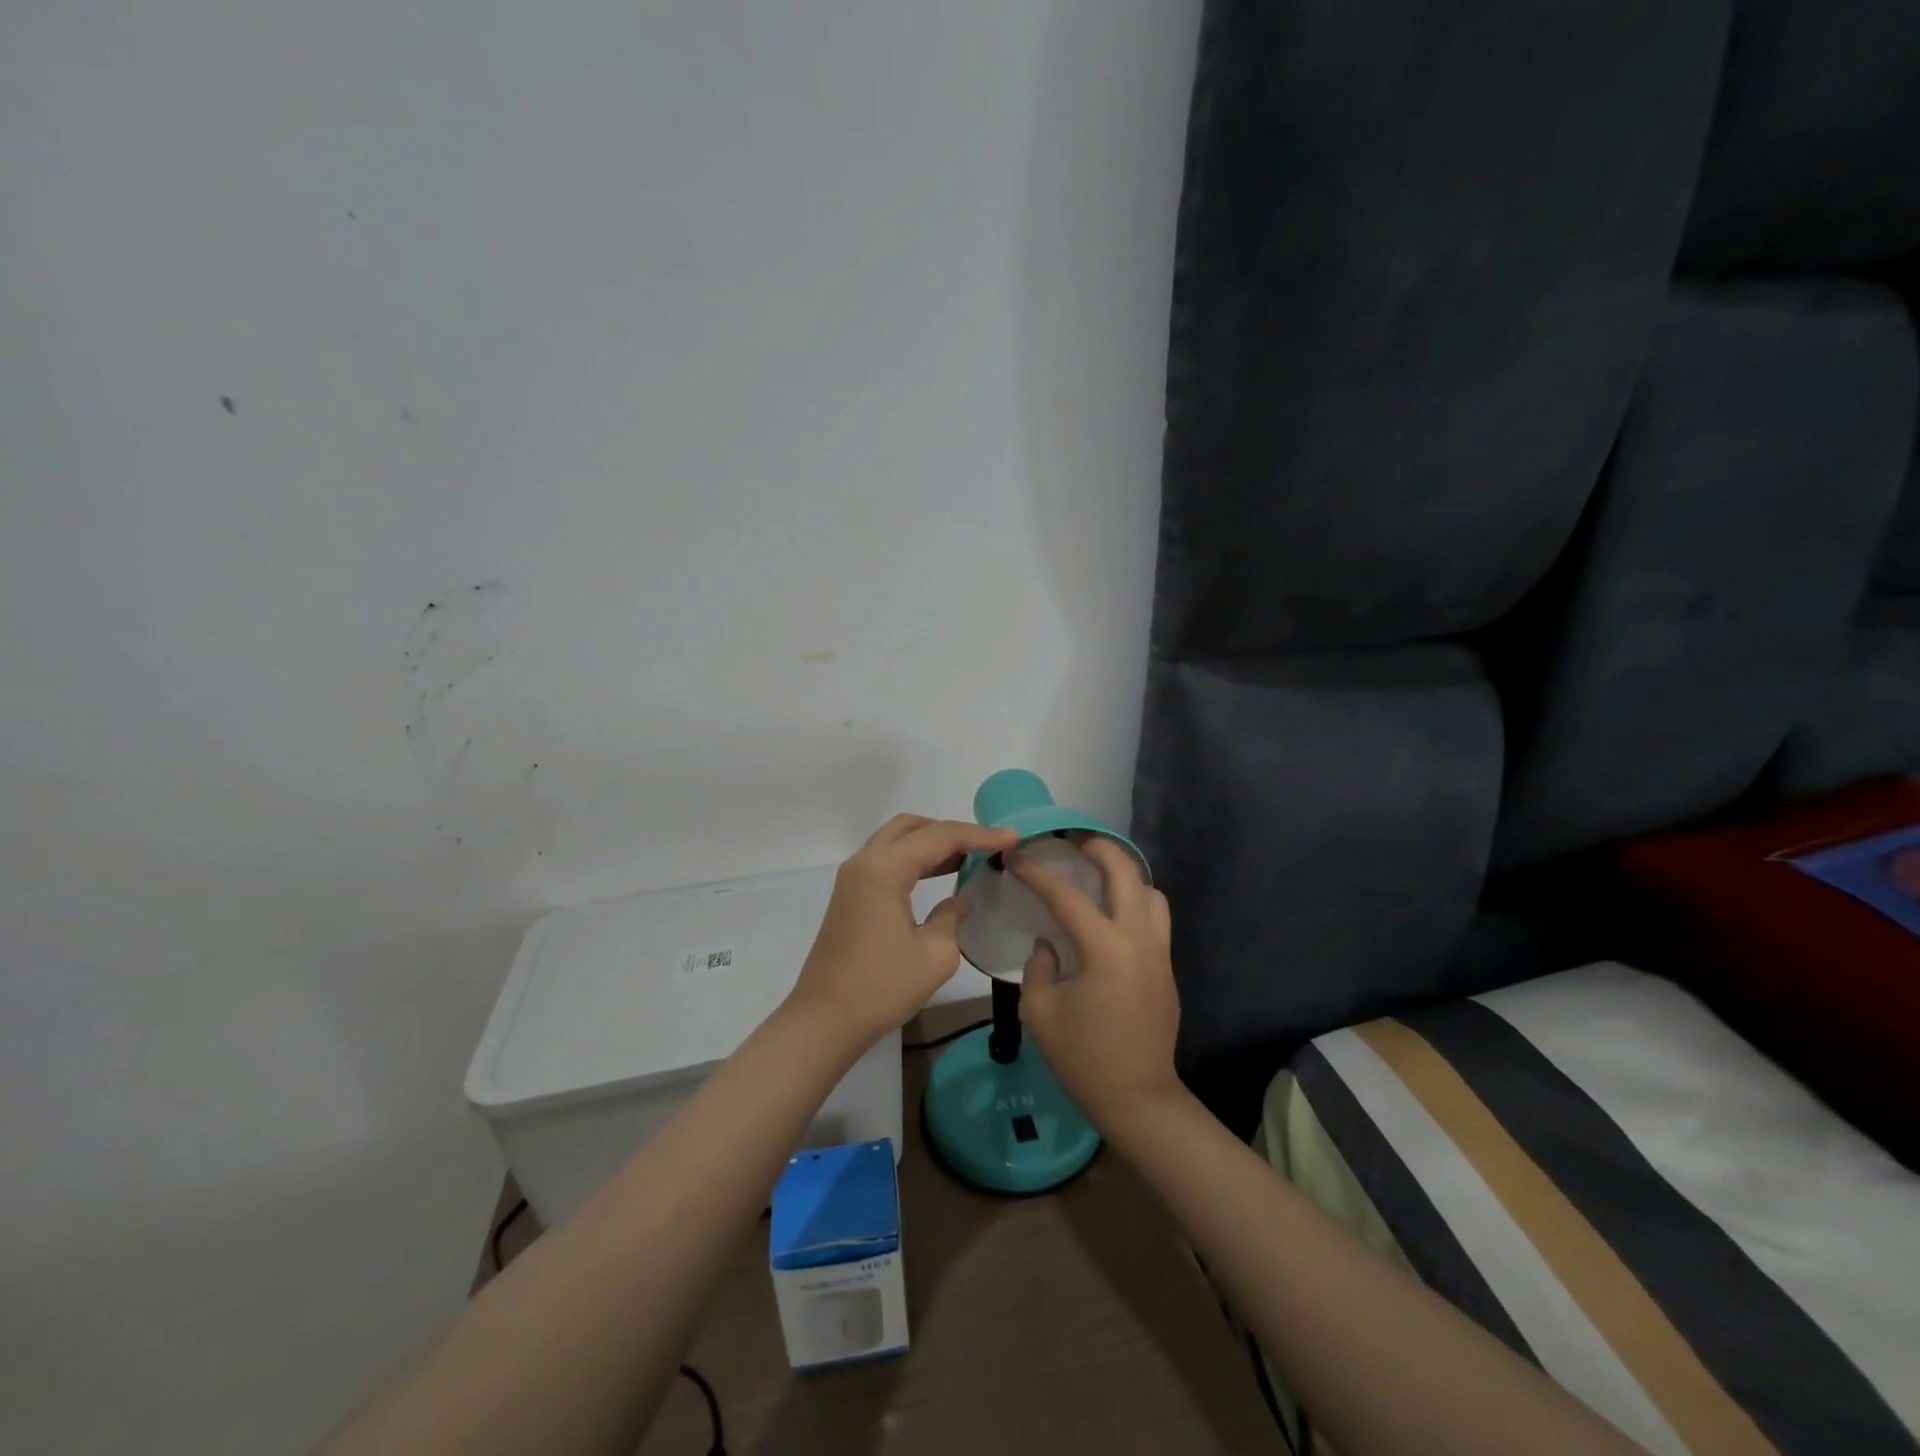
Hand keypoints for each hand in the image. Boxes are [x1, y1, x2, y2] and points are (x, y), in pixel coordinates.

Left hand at [788, 814, 1018, 1049]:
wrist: (825, 1021)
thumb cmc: (881, 988)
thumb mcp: (934, 955)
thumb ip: (952, 917)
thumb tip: (959, 900)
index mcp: (883, 870)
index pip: (939, 837)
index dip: (979, 835)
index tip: (1013, 838)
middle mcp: (864, 863)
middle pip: (911, 827)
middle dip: (951, 831)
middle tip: (986, 845)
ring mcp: (853, 878)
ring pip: (897, 840)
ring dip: (932, 843)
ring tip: (970, 857)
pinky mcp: (851, 895)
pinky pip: (887, 860)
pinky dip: (915, 859)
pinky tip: (941, 875)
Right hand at [1012, 837, 1181, 1125]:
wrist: (1138, 1100)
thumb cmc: (1083, 1059)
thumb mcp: (1040, 1013)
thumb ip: (1039, 967)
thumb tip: (1049, 944)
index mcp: (1106, 949)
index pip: (1067, 897)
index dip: (1038, 873)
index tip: (1018, 856)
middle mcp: (1139, 940)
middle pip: (1126, 874)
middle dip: (1099, 849)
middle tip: (1072, 841)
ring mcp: (1159, 953)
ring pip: (1151, 893)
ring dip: (1125, 876)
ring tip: (1097, 877)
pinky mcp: (1166, 969)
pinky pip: (1155, 919)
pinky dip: (1135, 902)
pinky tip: (1111, 916)